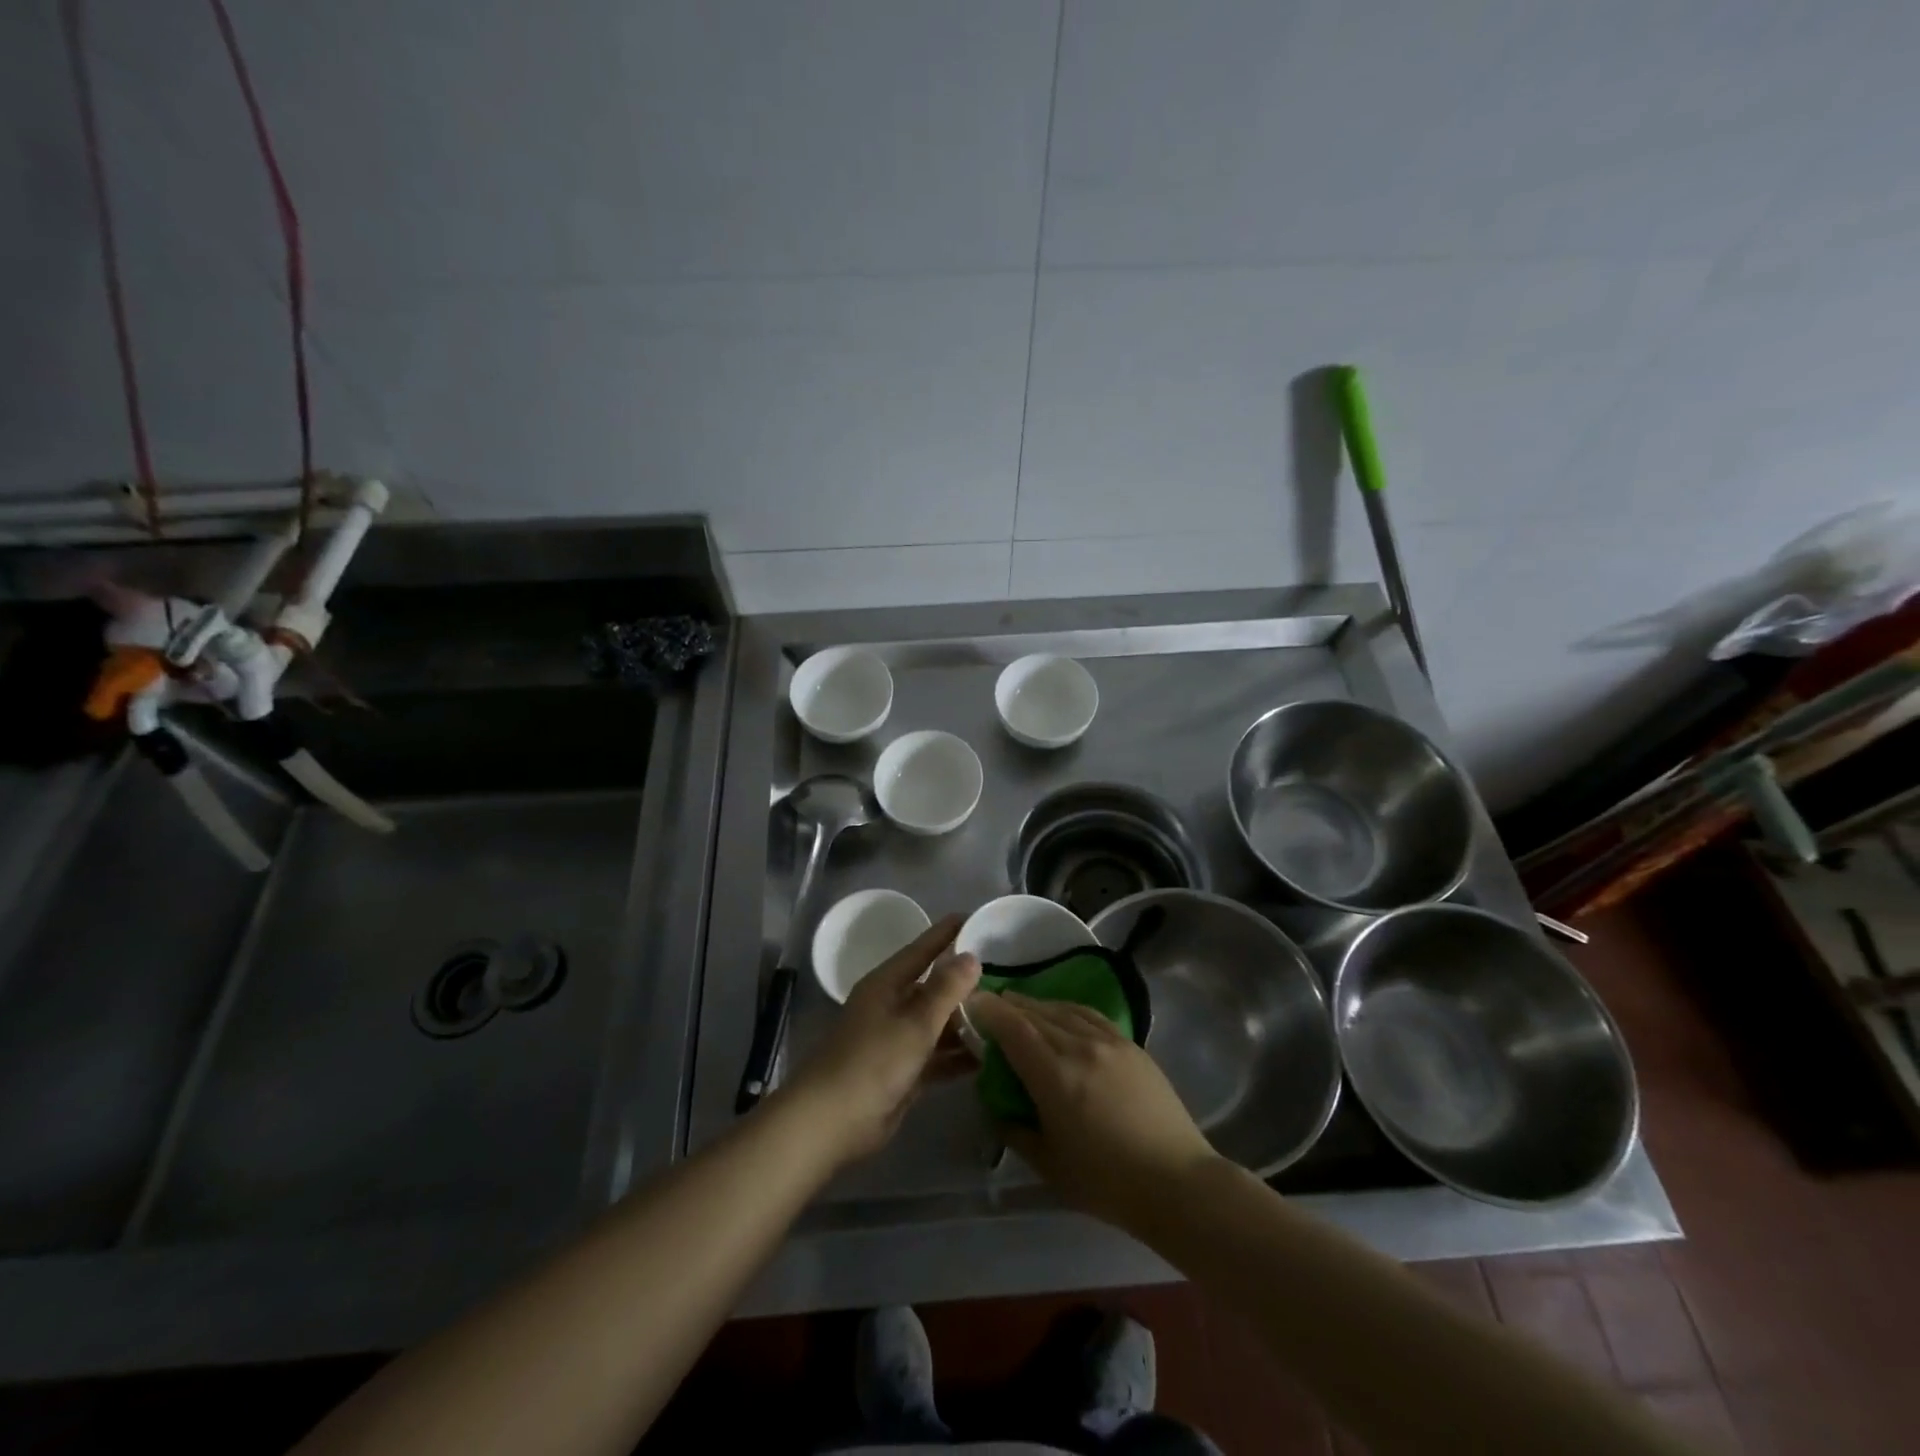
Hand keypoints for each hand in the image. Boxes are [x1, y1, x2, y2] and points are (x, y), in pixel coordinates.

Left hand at [783, 915, 980, 1166]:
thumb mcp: (915, 1022)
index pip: (922, 949)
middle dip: (965, 983)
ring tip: (1005, 1015)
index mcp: (887, 984)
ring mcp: (895, 1040)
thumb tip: (971, 956)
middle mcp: (891, 1006)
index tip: (975, 917)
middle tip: (1005, 973)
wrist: (830, 1122)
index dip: (947, 933)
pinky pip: (936, 1056)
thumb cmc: (872, 1062)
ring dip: (965, 1023)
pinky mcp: (902, 1073)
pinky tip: (988, 1057)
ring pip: (937, 1024)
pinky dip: (958, 1056)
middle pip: (933, 987)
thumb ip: (946, 989)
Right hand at [965, 991, 1219, 1231]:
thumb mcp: (1048, 1164)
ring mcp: (1109, 1041)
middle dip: (1008, 1006)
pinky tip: (1061, 1015)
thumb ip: (1015, 1129)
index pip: (1013, 1028)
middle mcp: (1079, 1046)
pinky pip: (1089, 1015)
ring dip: (1036, 1005)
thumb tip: (997, 1104)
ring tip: (1020, 1006)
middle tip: (990, 1006)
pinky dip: (1066, 1009)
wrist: (1177, 1183)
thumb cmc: (1107, 1182)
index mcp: (1055, 1075)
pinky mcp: (1131, 1044)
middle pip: (1035, 1013)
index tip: (971, 1004)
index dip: (989, 1012)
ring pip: (1063, 1010)